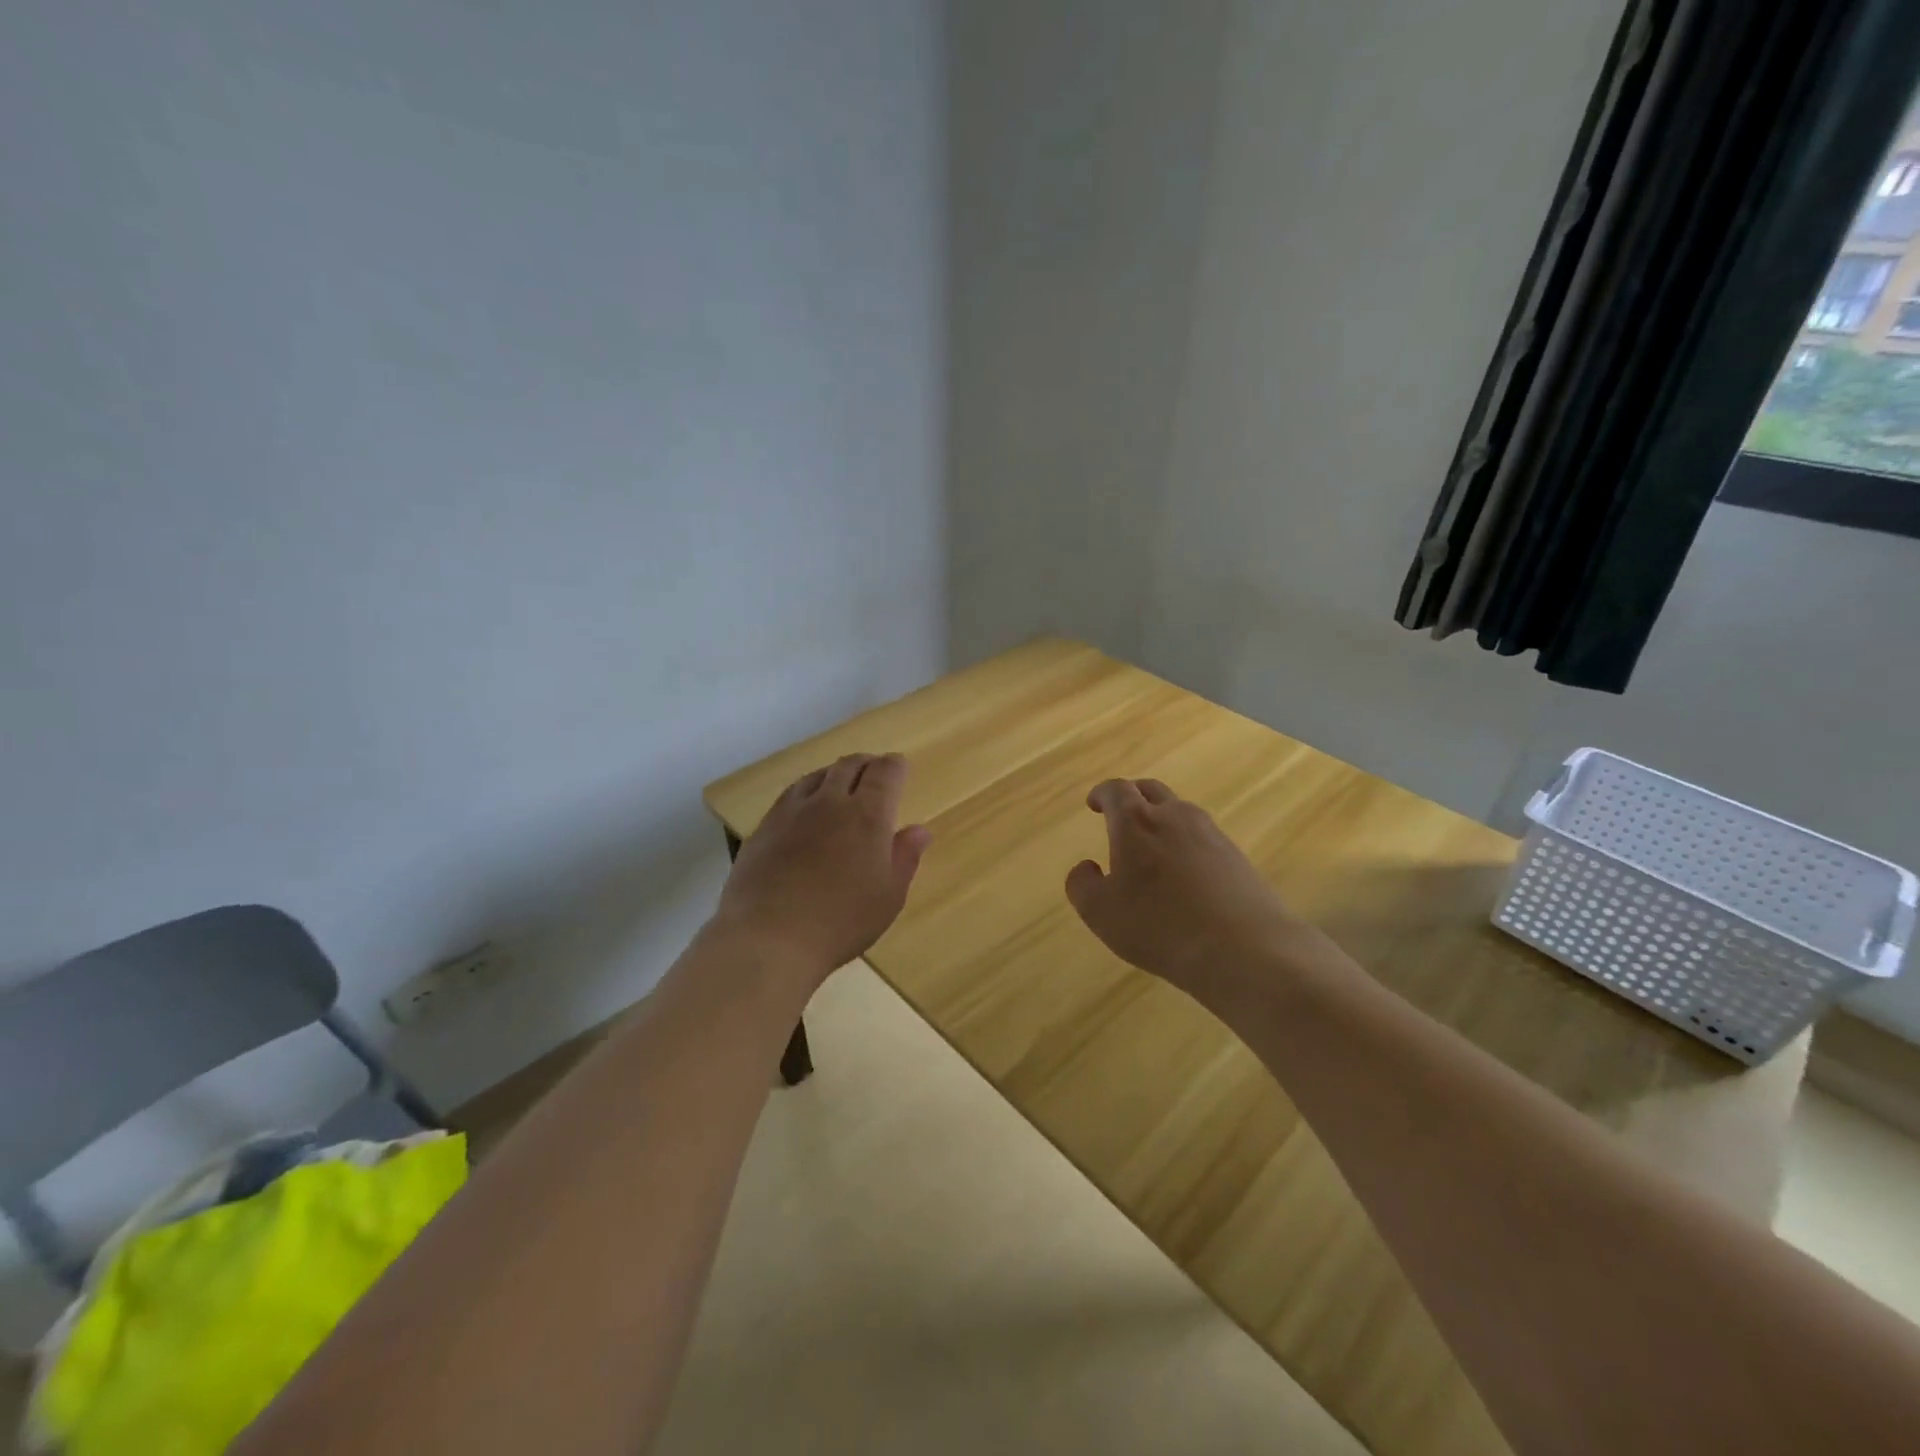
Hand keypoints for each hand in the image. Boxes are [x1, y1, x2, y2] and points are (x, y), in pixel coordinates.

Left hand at [714, 753, 930, 986]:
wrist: (768, 937)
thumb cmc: (841, 920)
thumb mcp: (888, 896)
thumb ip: (905, 857)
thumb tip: (919, 830)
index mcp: (867, 815)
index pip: (884, 773)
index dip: (894, 766)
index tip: (900, 768)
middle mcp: (829, 802)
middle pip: (849, 766)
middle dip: (866, 764)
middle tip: (873, 772)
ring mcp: (792, 811)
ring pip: (817, 776)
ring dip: (835, 774)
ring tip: (840, 786)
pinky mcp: (765, 827)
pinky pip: (791, 795)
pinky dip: (807, 791)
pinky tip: (805, 808)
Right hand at [1065, 778, 1310, 1001]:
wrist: (1244, 949)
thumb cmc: (1159, 926)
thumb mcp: (1101, 912)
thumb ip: (1082, 885)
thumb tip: (1086, 867)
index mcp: (1136, 822)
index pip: (1116, 790)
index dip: (1101, 794)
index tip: (1094, 803)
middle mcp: (1174, 816)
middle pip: (1151, 790)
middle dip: (1132, 796)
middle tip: (1121, 813)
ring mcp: (1211, 834)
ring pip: (1180, 812)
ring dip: (1162, 819)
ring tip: (1152, 846)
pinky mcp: (1236, 856)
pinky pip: (1203, 837)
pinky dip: (1186, 843)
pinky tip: (1185, 874)